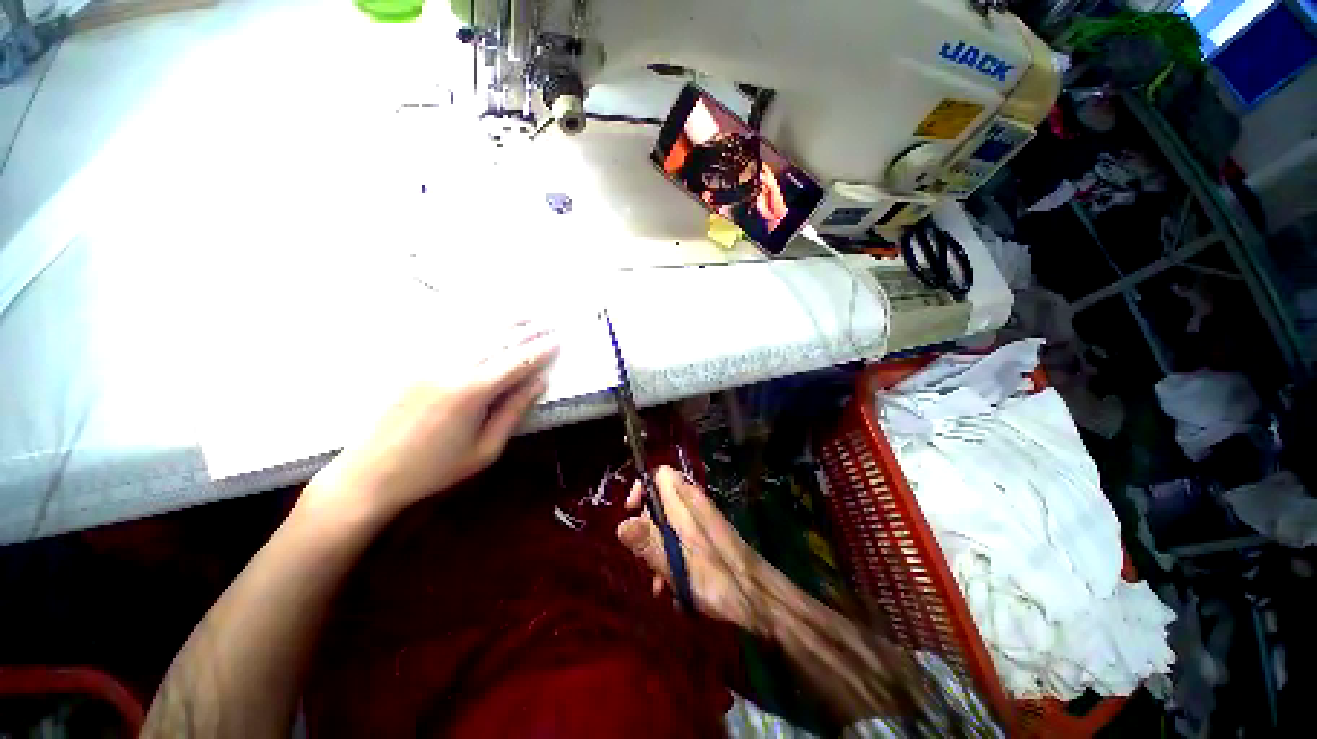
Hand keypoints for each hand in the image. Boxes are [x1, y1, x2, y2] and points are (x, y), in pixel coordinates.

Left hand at [308, 321, 558, 520]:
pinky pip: (449, 335)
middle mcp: (452, 368)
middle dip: (527, 332)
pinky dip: (473, 324)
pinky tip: (485, 318)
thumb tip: (539, 383)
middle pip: (498, 341)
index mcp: (473, 392)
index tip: (558, 341)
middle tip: (548, 325)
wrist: (369, 474)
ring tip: (525, 314)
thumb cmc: (434, 469)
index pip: (517, 362)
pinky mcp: (413, 362)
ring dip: (504, 322)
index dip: (540, 351)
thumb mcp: (485, 450)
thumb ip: (514, 412)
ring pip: (475, 332)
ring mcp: (428, 361)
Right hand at [616, 466, 766, 631]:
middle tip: (646, 559)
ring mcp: (702, 521)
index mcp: (686, 503)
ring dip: (659, 550)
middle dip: (647, 529)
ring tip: (660, 584)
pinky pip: (682, 538)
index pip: (660, 473)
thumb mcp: (678, 566)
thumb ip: (649, 544)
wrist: (759, 596)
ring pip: (669, 523)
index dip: (642, 487)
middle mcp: (693, 505)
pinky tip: (675, 589)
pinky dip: (673, 557)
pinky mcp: (707, 537)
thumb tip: (621, 525)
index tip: (631, 514)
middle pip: (660, 501)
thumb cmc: (720, 579)